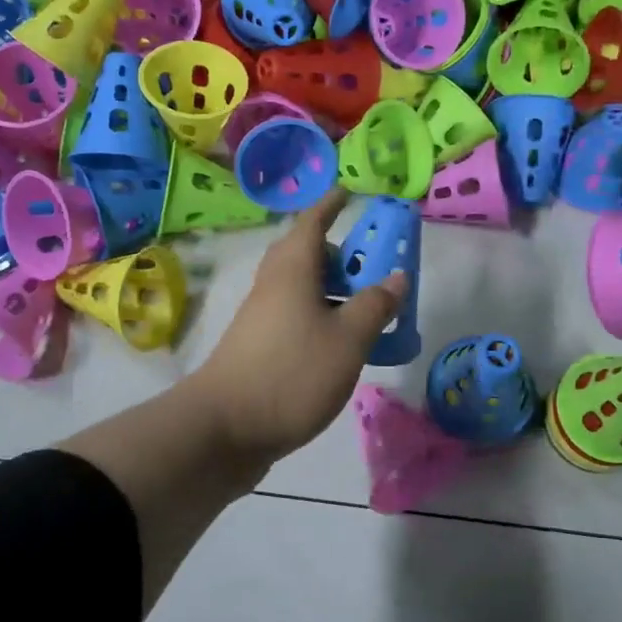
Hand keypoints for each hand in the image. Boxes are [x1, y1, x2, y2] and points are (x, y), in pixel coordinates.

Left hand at [188, 189, 408, 463]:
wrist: (224, 430)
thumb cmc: (291, 373)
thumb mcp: (348, 339)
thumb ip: (375, 305)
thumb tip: (396, 277)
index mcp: (292, 270)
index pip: (312, 221)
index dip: (332, 205)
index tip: (349, 192)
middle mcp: (273, 286)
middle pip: (304, 255)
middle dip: (337, 254)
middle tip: (369, 264)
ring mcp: (261, 319)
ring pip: (301, 290)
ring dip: (333, 291)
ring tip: (367, 310)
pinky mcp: (259, 349)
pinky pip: (296, 318)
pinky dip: (322, 319)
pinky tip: (342, 347)